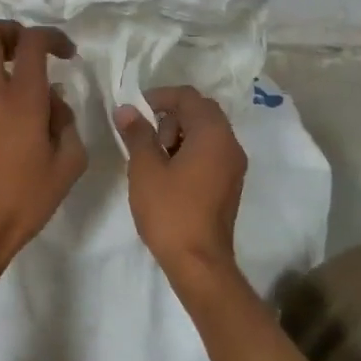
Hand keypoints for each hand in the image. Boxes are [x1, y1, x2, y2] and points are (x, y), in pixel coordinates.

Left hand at [0, 19, 87, 283]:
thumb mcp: (68, 164)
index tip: (66, 53)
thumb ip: (67, 123)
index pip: (32, 42)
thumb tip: (53, 102)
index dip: (52, 36)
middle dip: (10, 30)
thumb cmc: (25, 199)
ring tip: (7, 65)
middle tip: (28, 50)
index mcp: (21, 99)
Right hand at [115, 86, 247, 285]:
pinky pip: (210, 152)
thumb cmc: (170, 211)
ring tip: (154, 158)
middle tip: (146, 137)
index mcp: (213, 134)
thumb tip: (126, 109)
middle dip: (170, 116)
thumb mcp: (145, 168)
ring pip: (206, 132)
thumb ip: (137, 133)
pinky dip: (189, 151)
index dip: (160, 96)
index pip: (188, 96)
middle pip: (200, 111)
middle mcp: (230, 144)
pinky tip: (168, 173)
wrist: (199, 264)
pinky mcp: (230, 184)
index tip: (136, 110)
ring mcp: (233, 166)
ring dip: (179, 134)